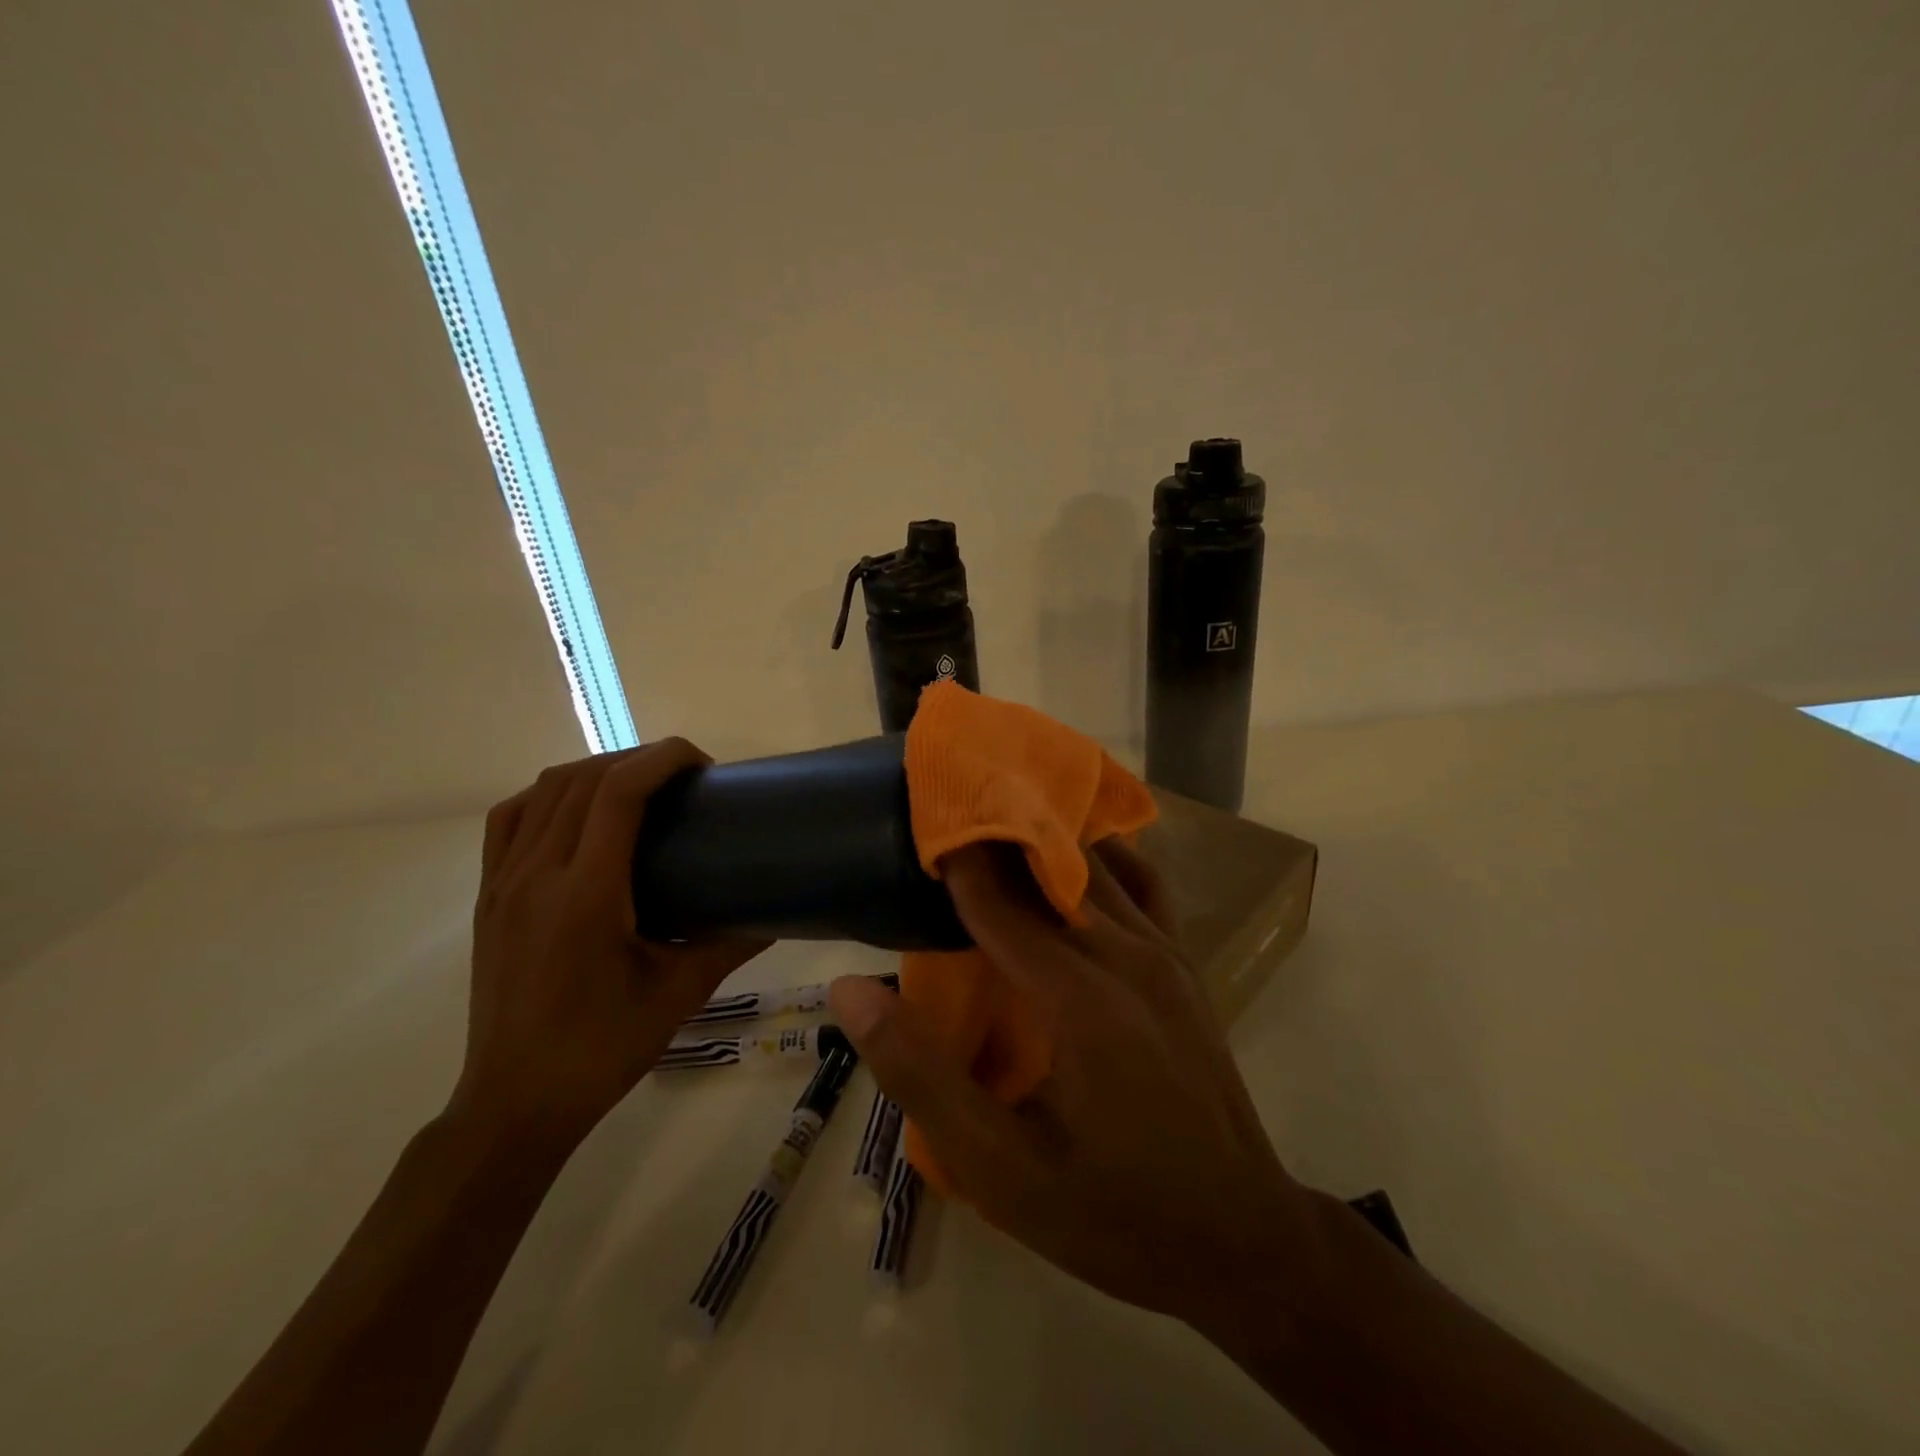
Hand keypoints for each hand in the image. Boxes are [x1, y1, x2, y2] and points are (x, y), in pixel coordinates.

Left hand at [452, 739, 767, 1150]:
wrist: (516, 1103)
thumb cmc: (602, 1049)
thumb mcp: (680, 993)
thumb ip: (731, 942)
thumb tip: (778, 912)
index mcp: (585, 894)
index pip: (618, 793)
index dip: (662, 759)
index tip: (702, 764)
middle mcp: (537, 874)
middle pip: (584, 779)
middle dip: (638, 760)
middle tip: (683, 780)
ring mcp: (504, 883)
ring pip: (545, 791)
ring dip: (596, 772)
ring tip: (638, 788)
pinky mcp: (488, 897)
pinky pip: (510, 819)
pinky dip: (549, 796)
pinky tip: (578, 812)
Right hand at [829, 837, 1319, 1326]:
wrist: (1242, 1240)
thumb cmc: (1113, 1212)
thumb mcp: (1000, 1167)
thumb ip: (921, 1075)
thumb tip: (853, 990)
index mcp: (1078, 998)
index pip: (997, 901)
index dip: (954, 857)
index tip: (918, 819)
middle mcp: (1125, 954)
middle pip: (1048, 869)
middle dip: (994, 837)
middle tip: (946, 817)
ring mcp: (1165, 952)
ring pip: (1097, 867)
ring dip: (1045, 841)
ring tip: (995, 828)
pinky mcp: (1185, 963)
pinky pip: (1143, 885)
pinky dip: (1104, 859)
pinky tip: (1076, 859)